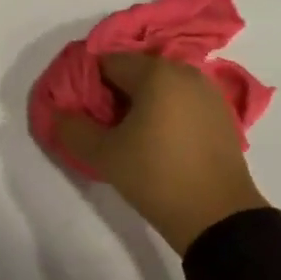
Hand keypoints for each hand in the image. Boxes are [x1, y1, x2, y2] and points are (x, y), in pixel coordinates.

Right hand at [56, 55, 263, 255]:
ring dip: (141, 104)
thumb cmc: (156, 176)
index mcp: (156, 72)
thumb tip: (58, 113)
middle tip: (103, 128)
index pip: (107, 62)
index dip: (88, 84)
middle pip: (136, 72)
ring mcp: (208, 92)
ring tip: (130, 137)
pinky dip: (166, 113)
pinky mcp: (222, 115)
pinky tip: (160, 143)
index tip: (83, 113)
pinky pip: (182, 102)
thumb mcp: (103, 155)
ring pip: (161, 87)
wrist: (218, 217)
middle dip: (115, 94)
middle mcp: (185, 72)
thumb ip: (72, 128)